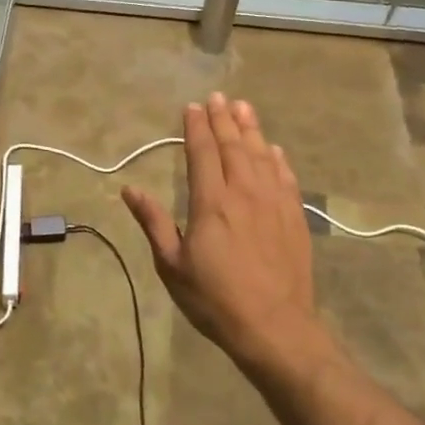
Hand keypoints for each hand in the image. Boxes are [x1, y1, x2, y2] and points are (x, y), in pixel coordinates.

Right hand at [121, 93, 321, 377]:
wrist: (275, 327)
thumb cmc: (215, 299)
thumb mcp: (172, 265)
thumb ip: (153, 222)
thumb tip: (130, 190)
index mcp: (211, 202)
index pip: (202, 153)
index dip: (196, 127)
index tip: (192, 107)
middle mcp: (244, 193)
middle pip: (233, 146)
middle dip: (223, 119)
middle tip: (217, 97)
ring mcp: (273, 203)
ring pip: (262, 155)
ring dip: (251, 129)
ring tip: (243, 107)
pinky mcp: (294, 217)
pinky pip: (285, 177)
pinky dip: (277, 159)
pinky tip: (273, 150)